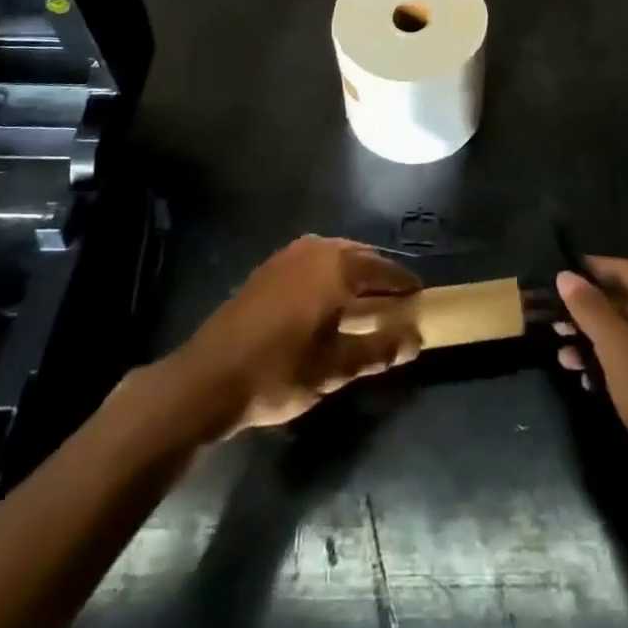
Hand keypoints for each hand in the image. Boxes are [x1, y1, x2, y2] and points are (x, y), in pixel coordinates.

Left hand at [176, 236, 422, 434]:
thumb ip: (379, 351)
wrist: (207, 378)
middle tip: (396, 301)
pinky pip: (314, 261)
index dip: (405, 284)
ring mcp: (289, 255)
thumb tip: (415, 340)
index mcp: (338, 268)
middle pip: (361, 257)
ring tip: (365, 302)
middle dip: (380, 276)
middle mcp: (317, 250)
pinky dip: (330, 275)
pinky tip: (327, 301)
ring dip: (354, 274)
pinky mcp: (269, 267)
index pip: (385, 270)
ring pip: (336, 256)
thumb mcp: (335, 369)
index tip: (420, 298)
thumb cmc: (279, 372)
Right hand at [555, 258, 627, 476]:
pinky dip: (610, 361)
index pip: (623, 269)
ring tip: (560, 351)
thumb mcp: (617, 347)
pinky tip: (582, 375)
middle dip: (586, 311)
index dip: (587, 271)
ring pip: (627, 331)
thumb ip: (589, 307)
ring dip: (593, 339)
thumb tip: (564, 275)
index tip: (554, 276)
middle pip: (624, 300)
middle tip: (551, 318)